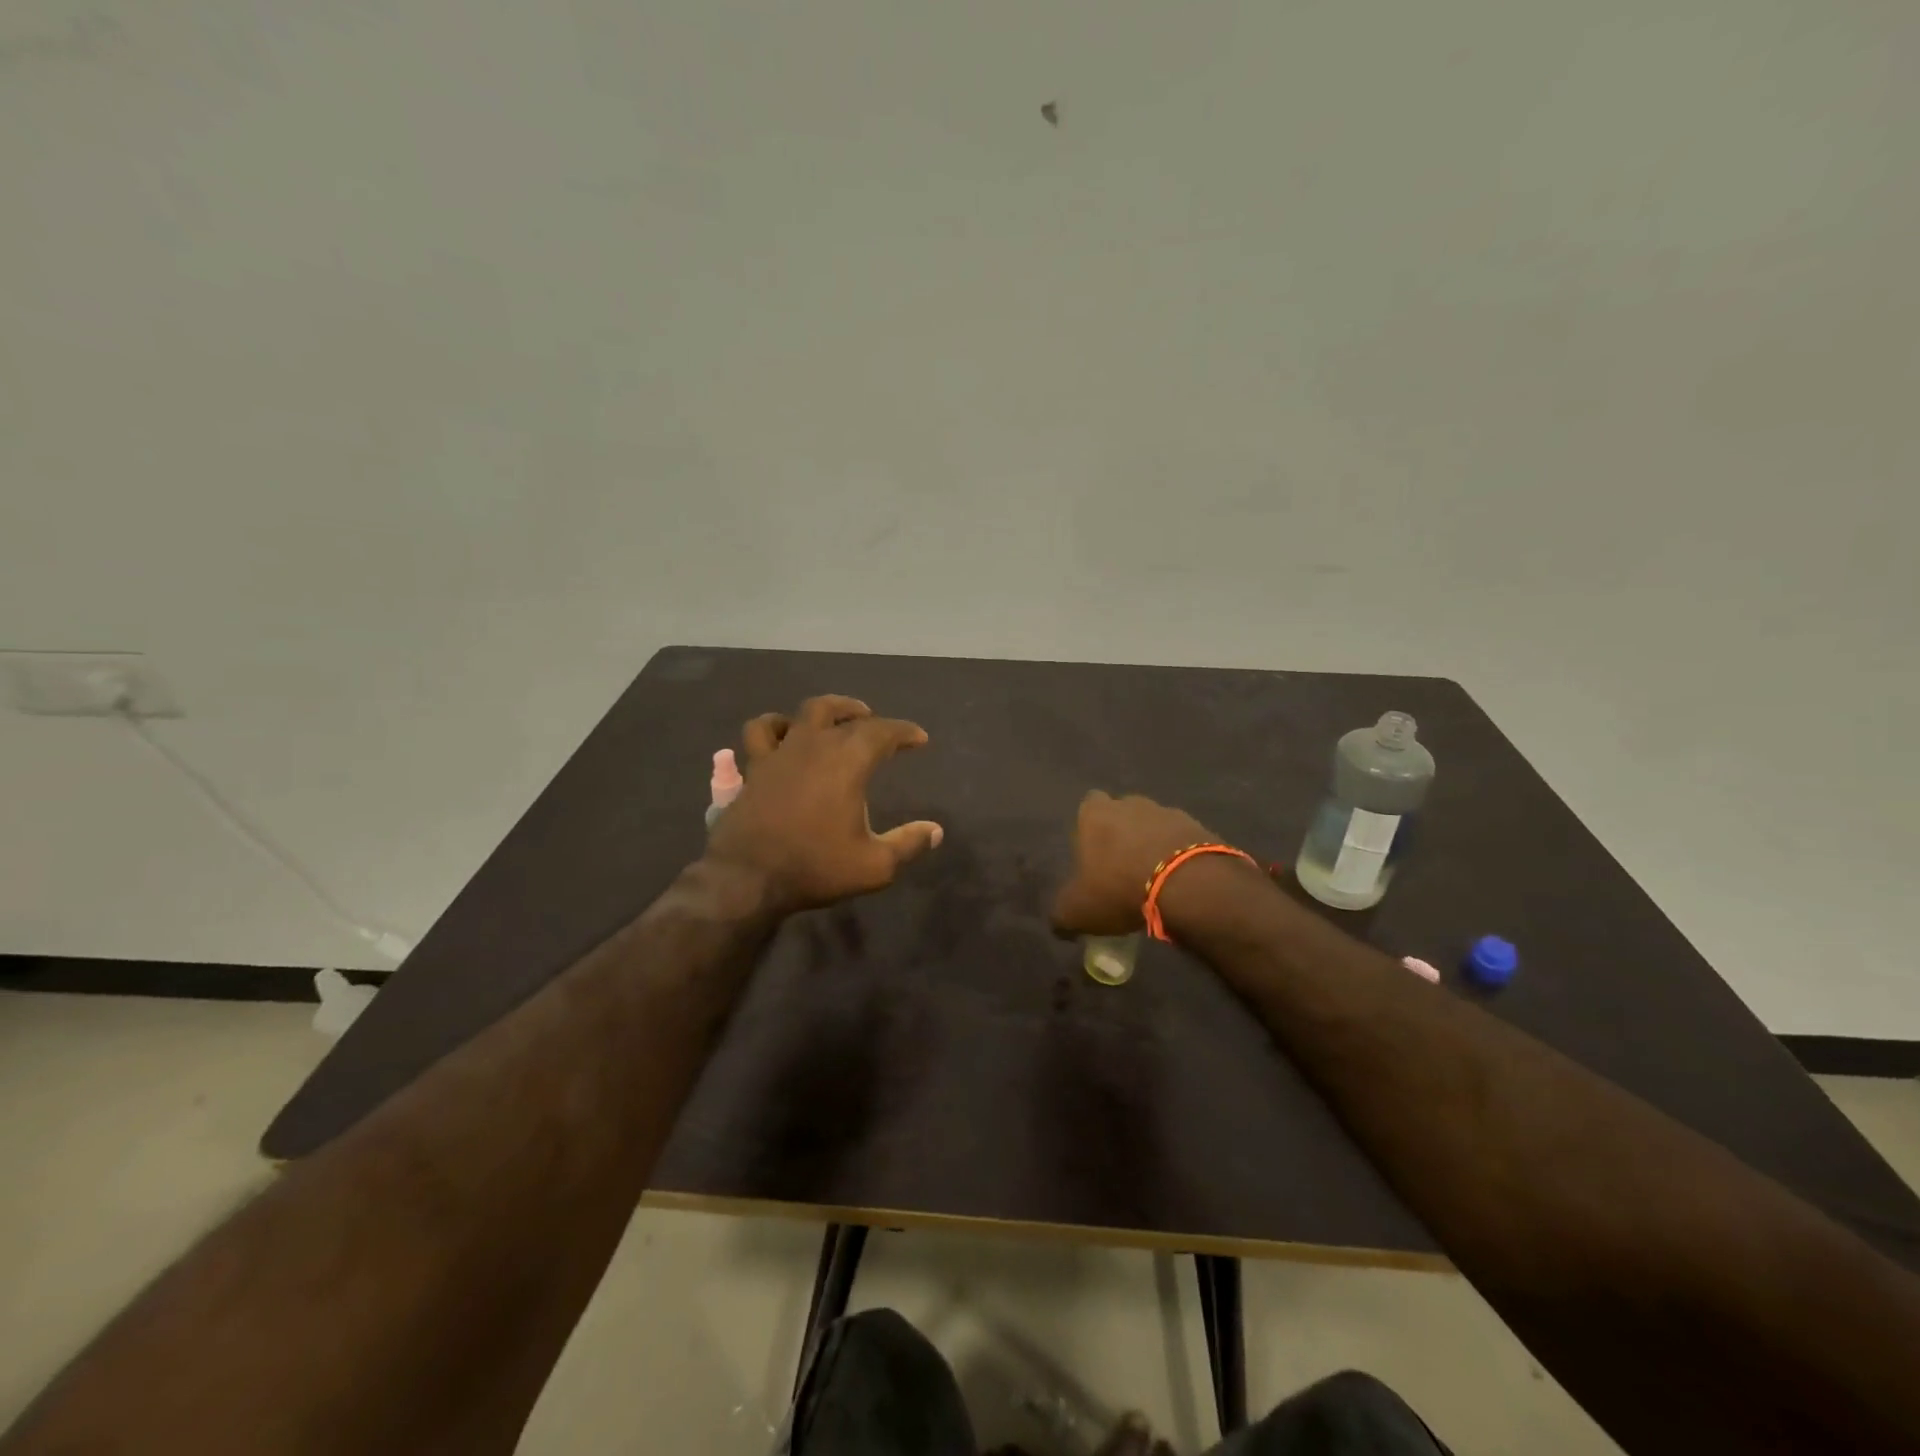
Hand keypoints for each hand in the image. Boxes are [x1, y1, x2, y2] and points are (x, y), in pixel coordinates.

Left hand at [705, 695, 943, 913]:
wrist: (747, 878)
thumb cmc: (815, 867)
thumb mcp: (874, 866)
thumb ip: (908, 844)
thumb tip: (935, 831)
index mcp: (848, 762)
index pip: (883, 732)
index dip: (905, 732)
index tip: (920, 739)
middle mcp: (814, 746)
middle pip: (843, 713)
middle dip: (865, 715)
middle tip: (878, 724)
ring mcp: (780, 753)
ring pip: (803, 712)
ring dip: (826, 710)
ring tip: (834, 718)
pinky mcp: (755, 767)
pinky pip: (761, 731)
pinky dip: (776, 725)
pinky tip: (784, 732)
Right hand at [1051, 791, 1219, 935]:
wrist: (1188, 886)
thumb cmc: (1120, 889)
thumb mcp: (1077, 912)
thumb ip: (1062, 914)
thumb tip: (1059, 924)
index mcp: (1095, 814)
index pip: (1087, 807)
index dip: (1089, 829)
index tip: (1093, 856)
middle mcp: (1130, 803)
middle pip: (1123, 814)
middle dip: (1123, 836)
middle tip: (1123, 870)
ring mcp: (1168, 812)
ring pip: (1155, 826)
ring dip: (1153, 846)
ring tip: (1156, 880)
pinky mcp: (1199, 828)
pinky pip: (1183, 841)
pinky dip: (1181, 857)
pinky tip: (1181, 883)